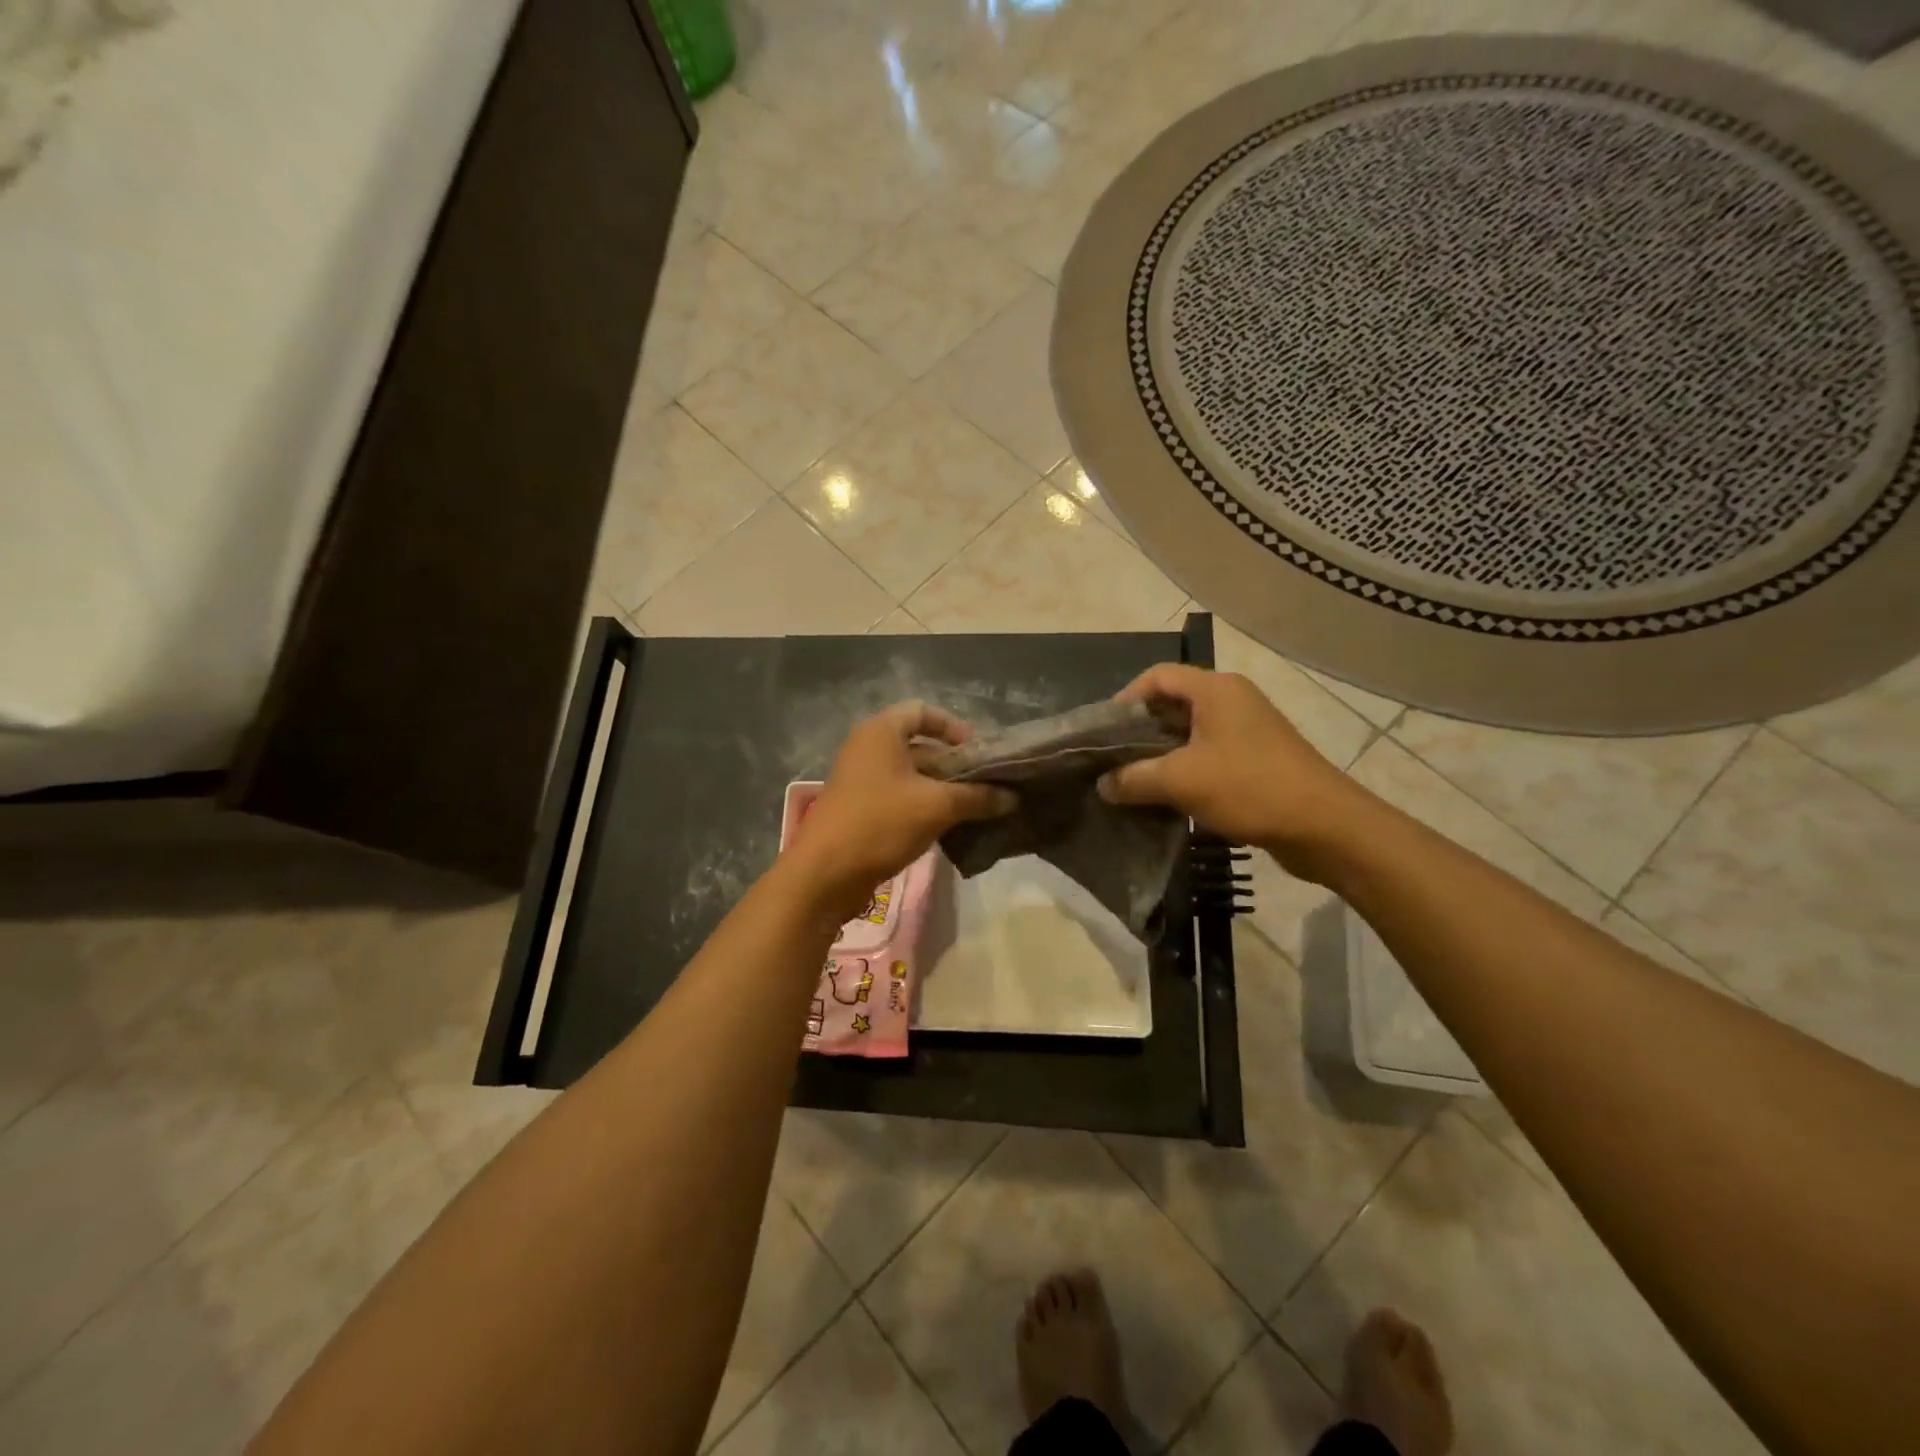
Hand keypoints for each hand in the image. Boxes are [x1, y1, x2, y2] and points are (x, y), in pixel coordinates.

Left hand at [783, 701, 1014, 922]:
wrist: (824, 874)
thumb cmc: (880, 823)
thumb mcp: (936, 806)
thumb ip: (977, 797)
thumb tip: (1012, 797)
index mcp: (881, 731)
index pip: (923, 711)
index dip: (954, 727)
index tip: (979, 751)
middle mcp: (868, 748)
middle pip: (920, 744)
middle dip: (954, 764)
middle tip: (986, 784)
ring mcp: (861, 779)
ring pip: (912, 774)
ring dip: (943, 789)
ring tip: (976, 808)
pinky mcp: (860, 808)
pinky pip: (900, 797)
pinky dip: (924, 806)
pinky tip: (950, 826)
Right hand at [1097, 663, 1372, 879]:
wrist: (1324, 827)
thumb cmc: (1249, 787)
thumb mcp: (1180, 781)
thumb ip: (1133, 778)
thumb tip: (1102, 784)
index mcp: (1215, 689)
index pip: (1157, 676)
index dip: (1125, 698)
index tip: (1102, 732)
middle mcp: (1232, 700)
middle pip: (1173, 703)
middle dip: (1139, 730)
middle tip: (1110, 759)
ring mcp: (1248, 730)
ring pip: (1190, 733)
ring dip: (1160, 754)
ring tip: (1131, 780)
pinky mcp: (1257, 759)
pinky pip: (1208, 755)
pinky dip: (1183, 769)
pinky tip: (1165, 797)